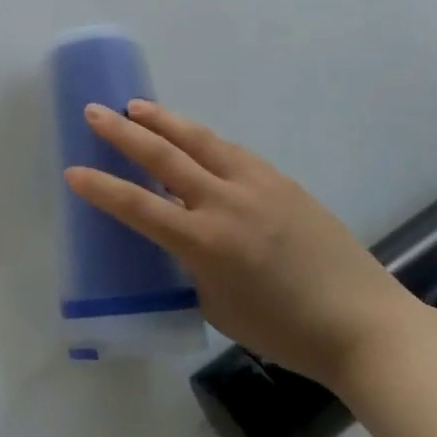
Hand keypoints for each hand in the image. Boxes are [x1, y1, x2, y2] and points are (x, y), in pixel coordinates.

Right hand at [65, 101, 420, 386]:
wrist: (363, 323)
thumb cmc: (283, 330)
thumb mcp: (217, 304)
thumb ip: (189, 264)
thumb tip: (178, 236)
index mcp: (204, 242)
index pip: (138, 206)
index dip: (101, 187)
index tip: (73, 171)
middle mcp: (225, 203)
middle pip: (163, 157)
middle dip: (123, 132)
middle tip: (95, 112)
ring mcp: (257, 185)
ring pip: (199, 140)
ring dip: (163, 121)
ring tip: (136, 106)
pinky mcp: (281, 180)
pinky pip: (231, 151)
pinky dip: (202, 139)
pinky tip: (191, 136)